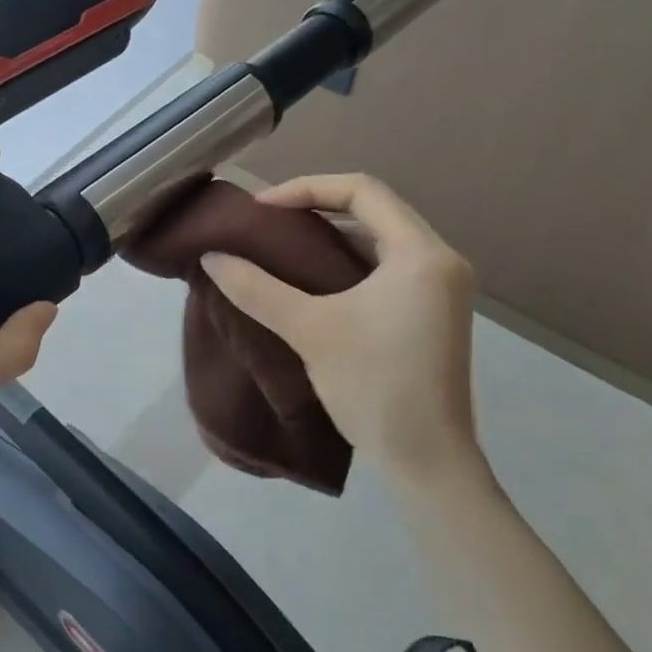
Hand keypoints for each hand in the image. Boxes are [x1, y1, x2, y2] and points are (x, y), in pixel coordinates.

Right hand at [199, 173, 480, 483]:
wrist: (427, 463)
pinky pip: (386, 265)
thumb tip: (210, 257)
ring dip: (332, 234)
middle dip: (318, 206)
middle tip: (269, 221)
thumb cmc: (373, 386)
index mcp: (421, 254)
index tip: (262, 208)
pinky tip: (313, 277)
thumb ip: (256, 288)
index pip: (363, 190)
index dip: (307, 188)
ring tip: (283, 244)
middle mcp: (440, 260)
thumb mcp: (308, 330)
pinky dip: (348, 261)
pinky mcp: (432, 311)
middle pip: (374, 209)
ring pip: (380, 238)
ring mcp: (441, 288)